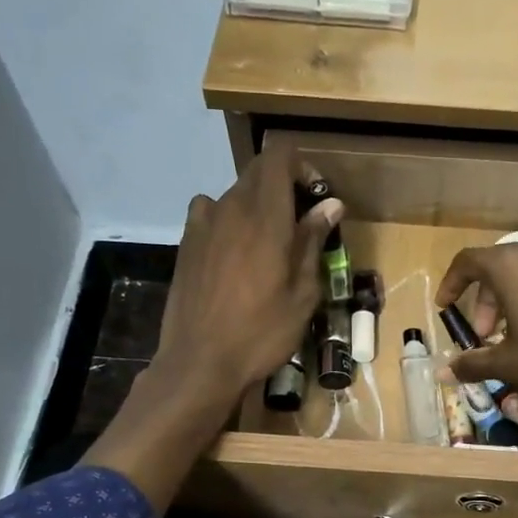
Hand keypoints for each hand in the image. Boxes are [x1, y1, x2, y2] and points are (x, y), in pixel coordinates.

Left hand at [154, 148, 342, 406]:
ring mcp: (202, 224)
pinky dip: (228, 221)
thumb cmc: (261, 333)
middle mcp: (231, 207)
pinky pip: (210, 214)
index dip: (302, 166)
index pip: (279, 155)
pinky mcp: (186, 243)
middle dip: (283, 186)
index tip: (316, 197)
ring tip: (268, 246)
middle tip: (301, 225)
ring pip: (235, 194)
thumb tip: (331, 205)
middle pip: (258, 172)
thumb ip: (313, 242)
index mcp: (265, 216)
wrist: (200, 362)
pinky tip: (234, 254)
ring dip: (257, 207)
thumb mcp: (302, 294)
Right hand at [436, 239, 517, 420]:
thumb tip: (443, 373)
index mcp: (512, 265)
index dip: (451, 284)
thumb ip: (473, 364)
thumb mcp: (510, 365)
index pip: (468, 262)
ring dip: (514, 300)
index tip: (445, 307)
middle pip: (500, 268)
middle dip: (485, 302)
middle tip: (485, 337)